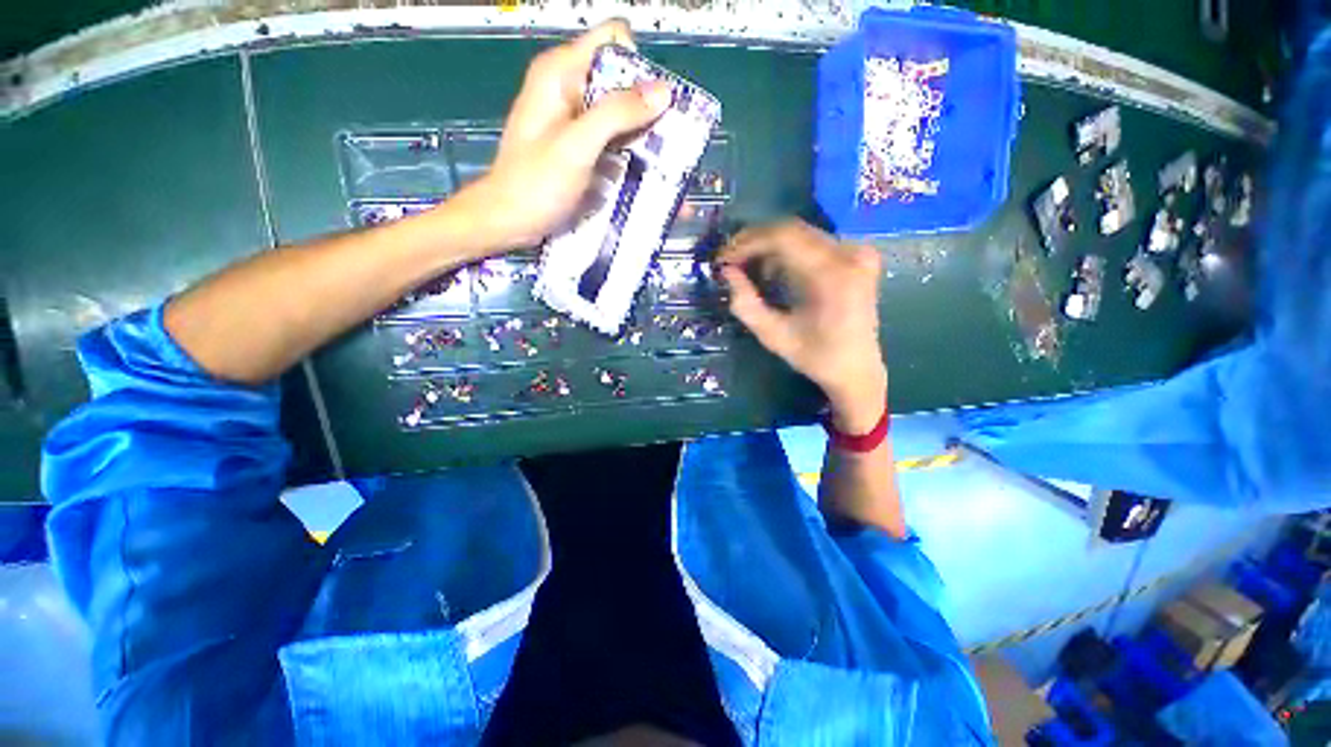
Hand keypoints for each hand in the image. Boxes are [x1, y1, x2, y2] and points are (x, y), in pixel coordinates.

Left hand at [454, 20, 672, 251]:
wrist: (510, 222)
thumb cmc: (536, 184)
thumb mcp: (577, 145)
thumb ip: (617, 114)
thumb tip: (663, 91)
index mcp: (561, 73)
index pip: (612, 42)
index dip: (640, 67)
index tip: (658, 105)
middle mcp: (571, 91)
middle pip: (622, 83)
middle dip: (649, 110)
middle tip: (672, 144)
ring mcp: (577, 123)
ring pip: (621, 117)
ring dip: (645, 139)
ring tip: (668, 167)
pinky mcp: (582, 150)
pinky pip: (614, 144)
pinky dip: (632, 159)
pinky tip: (649, 181)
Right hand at [718, 220, 887, 432]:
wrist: (857, 368)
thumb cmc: (815, 357)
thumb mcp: (773, 336)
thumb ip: (745, 304)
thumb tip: (726, 272)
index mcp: (831, 275)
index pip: (782, 237)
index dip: (747, 243)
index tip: (723, 258)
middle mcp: (849, 254)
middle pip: (791, 229)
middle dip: (754, 242)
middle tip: (729, 260)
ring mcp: (857, 251)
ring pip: (800, 232)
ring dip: (768, 246)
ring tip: (748, 268)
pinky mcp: (858, 255)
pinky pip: (813, 240)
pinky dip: (787, 251)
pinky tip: (774, 271)